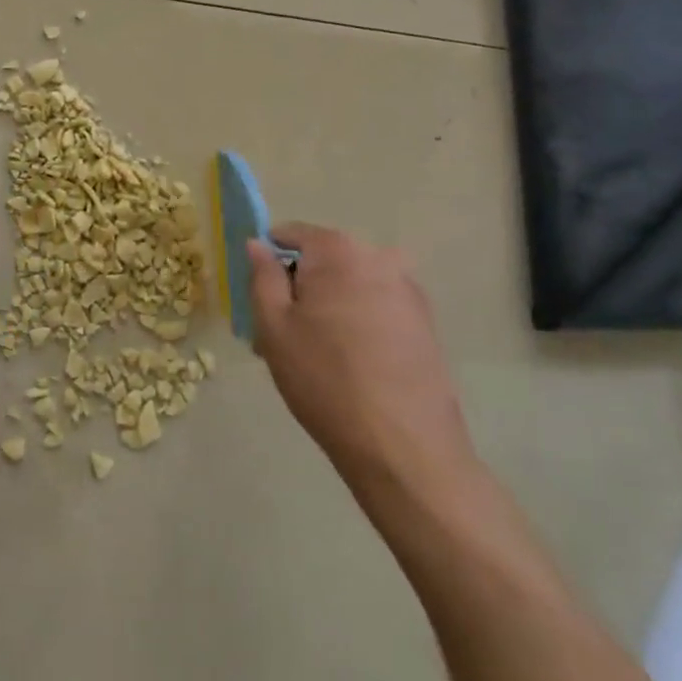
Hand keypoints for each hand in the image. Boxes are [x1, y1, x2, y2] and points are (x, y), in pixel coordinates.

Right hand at [248, 226, 479, 506]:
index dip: (267, 260)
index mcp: (339, 251)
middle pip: (323, 261)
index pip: (291, 234)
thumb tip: (257, 243)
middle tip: (279, 336)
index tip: (257, 297)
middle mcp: (380, 258)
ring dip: (326, 308)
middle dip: (298, 288)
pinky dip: (355, 324)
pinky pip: (375, 308)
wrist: (403, 446)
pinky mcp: (425, 323)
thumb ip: (262, 276)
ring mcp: (408, 290)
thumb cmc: (324, 379)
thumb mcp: (274, 326)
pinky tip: (346, 366)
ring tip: (311, 356)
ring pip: (349, 286)